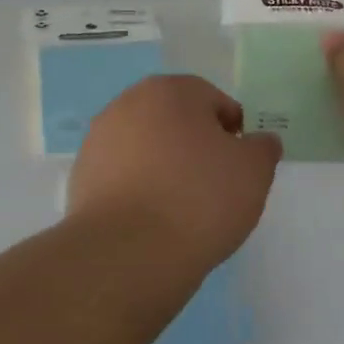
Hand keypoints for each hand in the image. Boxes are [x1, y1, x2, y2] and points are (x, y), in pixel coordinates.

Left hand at [66, 75, 282, 270]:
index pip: (213, 101)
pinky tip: (151, 219)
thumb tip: (258, 141)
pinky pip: (122, 174)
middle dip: (195, 145)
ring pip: (146, 146)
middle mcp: (128, 103)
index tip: (239, 167)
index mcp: (170, 90)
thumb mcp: (254, 172)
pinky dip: (138, 188)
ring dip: (164, 165)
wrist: (129, 253)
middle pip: (175, 120)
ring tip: (180, 207)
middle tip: (213, 186)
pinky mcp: (81, 175)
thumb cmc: (199, 200)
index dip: (233, 132)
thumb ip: (262, 148)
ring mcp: (99, 139)